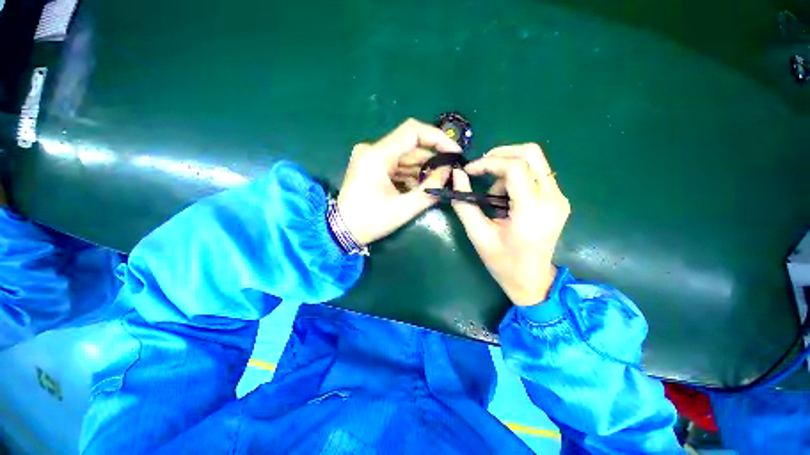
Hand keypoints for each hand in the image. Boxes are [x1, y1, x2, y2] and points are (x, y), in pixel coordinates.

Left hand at [337, 118, 461, 244]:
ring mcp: (372, 158)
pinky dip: (412, 174)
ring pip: (405, 156)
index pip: (412, 132)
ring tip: (438, 180)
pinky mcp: (373, 166)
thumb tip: (448, 171)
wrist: (343, 231)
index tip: (454, 151)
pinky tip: (422, 185)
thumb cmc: (370, 222)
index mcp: (377, 156)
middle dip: (432, 158)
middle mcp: (373, 150)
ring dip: (423, 168)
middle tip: (450, 171)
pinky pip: (398, 164)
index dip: (437, 137)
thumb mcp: (404, 208)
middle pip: (410, 145)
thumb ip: (429, 189)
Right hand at [451, 144, 569, 305]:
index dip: (488, 163)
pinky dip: (516, 176)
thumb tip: (457, 176)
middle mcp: (553, 199)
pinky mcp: (558, 199)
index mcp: (532, 211)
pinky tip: (504, 196)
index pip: (515, 168)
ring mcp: (559, 198)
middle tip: (480, 168)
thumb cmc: (503, 262)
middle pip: (531, 153)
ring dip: (507, 167)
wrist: (532, 280)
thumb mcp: (478, 235)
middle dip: (501, 154)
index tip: (469, 171)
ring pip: (535, 161)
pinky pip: (536, 173)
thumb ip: (465, 204)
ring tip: (492, 193)